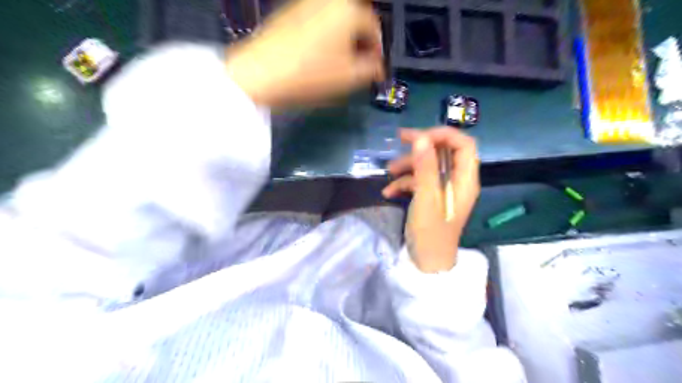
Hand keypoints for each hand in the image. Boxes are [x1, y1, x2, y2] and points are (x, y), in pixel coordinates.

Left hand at [224, 1, 382, 106]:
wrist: (261, 74)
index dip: (378, 49)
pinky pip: (316, 21)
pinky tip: (318, 55)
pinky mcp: (288, 12)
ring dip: (342, 38)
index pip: (374, 26)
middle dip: (360, 42)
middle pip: (354, 19)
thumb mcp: (349, 77)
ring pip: (334, 19)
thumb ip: (372, 68)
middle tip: (359, 64)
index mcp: (347, 9)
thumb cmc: (311, 74)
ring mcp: (305, 3)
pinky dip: (324, 36)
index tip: (375, 68)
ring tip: (338, 62)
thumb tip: (378, 65)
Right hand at [382, 127, 478, 272]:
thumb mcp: (426, 198)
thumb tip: (422, 138)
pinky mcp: (432, 198)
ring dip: (408, 166)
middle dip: (421, 148)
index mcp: (465, 180)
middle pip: (444, 153)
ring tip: (388, 173)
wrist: (427, 264)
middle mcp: (458, 181)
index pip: (463, 144)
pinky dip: (405, 183)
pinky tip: (389, 192)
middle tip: (399, 142)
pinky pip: (420, 182)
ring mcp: (444, 190)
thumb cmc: (430, 233)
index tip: (418, 136)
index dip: (442, 135)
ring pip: (429, 166)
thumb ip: (426, 167)